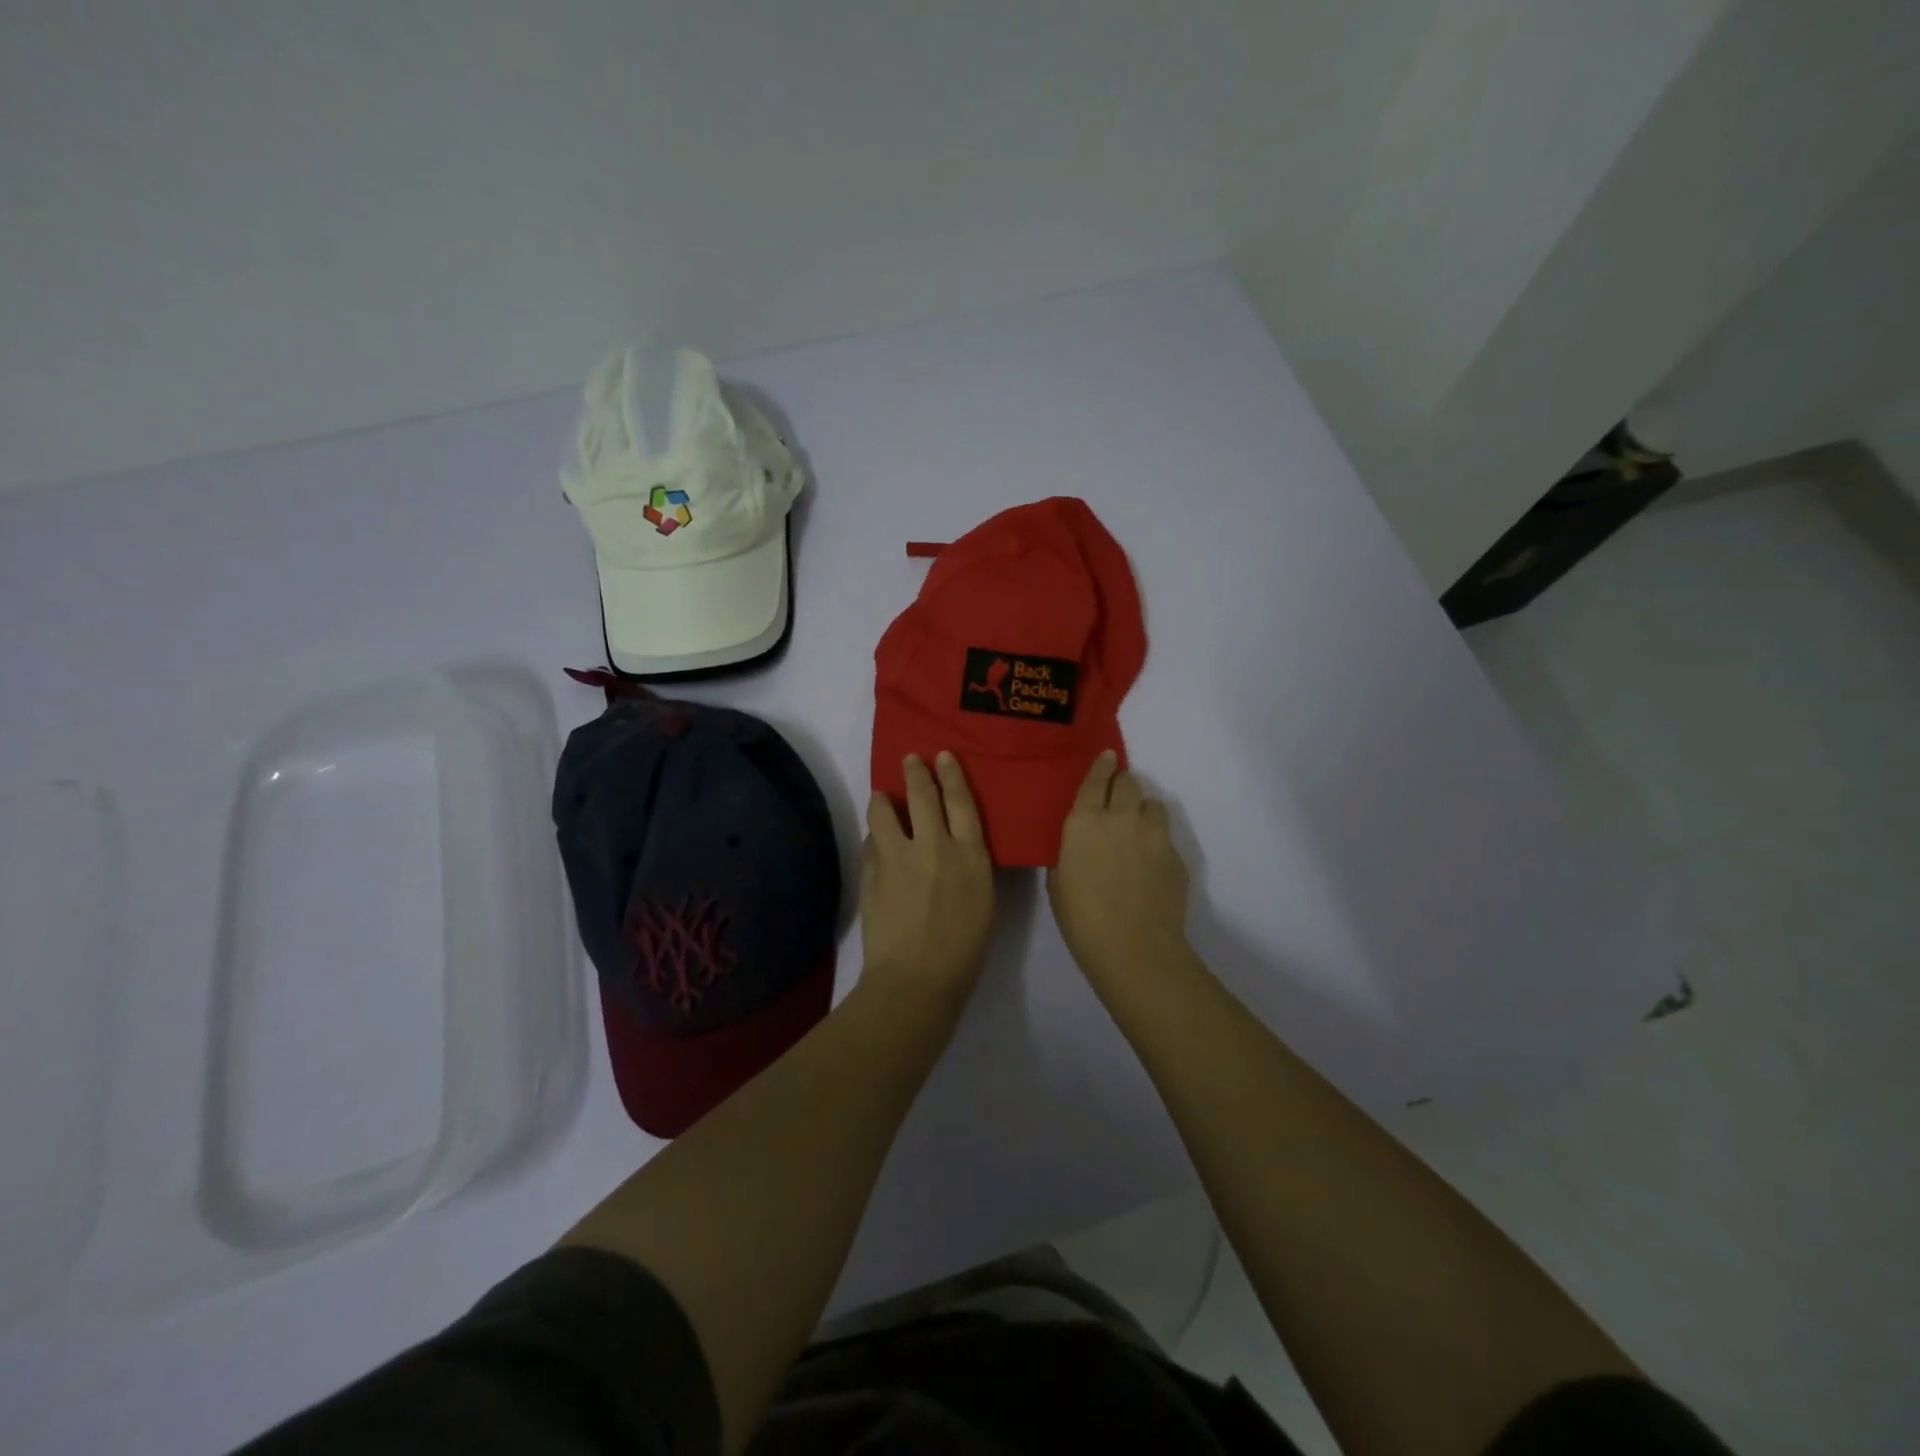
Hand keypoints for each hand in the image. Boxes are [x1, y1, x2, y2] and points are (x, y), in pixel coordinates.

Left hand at [860, 753, 994, 1010]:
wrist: (916, 978)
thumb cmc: (963, 949)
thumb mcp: (983, 900)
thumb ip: (969, 864)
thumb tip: (955, 844)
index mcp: (969, 854)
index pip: (961, 801)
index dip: (952, 775)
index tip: (943, 756)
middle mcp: (934, 845)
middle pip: (923, 795)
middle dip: (916, 772)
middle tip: (910, 759)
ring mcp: (898, 856)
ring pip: (885, 811)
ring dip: (884, 799)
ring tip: (881, 796)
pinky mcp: (872, 871)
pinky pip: (871, 841)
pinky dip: (875, 836)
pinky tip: (876, 841)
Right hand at [1048, 751, 1190, 984]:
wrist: (1134, 947)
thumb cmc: (1082, 919)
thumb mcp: (1058, 882)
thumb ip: (1069, 853)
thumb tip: (1079, 846)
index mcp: (1085, 821)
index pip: (1096, 779)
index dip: (1102, 765)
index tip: (1108, 756)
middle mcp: (1121, 818)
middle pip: (1129, 783)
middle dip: (1123, 785)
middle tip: (1118, 798)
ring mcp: (1153, 835)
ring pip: (1152, 805)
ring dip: (1143, 811)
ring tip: (1137, 831)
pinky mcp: (1175, 855)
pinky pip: (1165, 837)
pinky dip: (1156, 842)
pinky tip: (1149, 867)